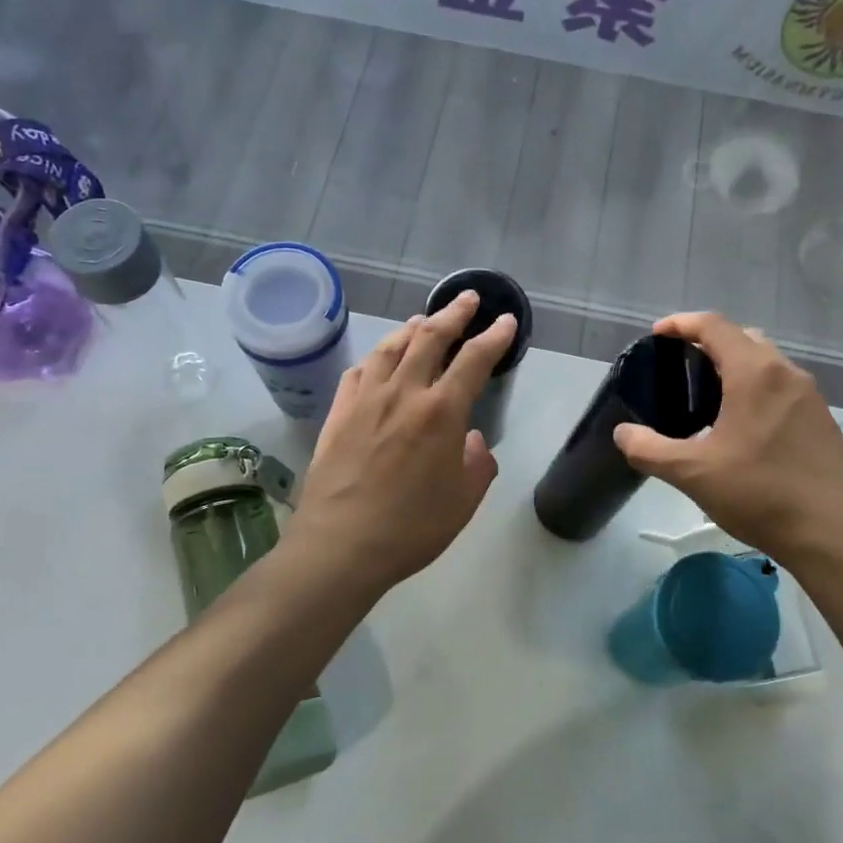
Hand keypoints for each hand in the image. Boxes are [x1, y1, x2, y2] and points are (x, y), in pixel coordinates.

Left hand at [287, 291, 516, 598]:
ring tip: (424, 321)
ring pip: (390, 347)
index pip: (474, 360)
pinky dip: (375, 357)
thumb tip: (470, 440)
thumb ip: (477, 463)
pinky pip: (359, 371)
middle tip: (468, 299)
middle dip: (453, 314)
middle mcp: (403, 393)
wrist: (341, 544)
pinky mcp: (338, 413)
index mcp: (441, 412)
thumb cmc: (412, 528)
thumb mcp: (464, 501)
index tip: (504, 321)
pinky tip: (379, 359)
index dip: (493, 337)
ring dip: (412, 328)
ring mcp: (365, 399)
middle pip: (430, 338)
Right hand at [612, 312, 842, 572]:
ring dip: (735, 367)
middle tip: (680, 367)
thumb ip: (650, 450)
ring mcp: (810, 397)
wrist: (837, 534)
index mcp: (754, 373)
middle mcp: (787, 373)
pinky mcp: (822, 421)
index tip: (657, 334)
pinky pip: (782, 388)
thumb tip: (623, 433)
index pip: (714, 326)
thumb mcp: (693, 473)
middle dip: (709, 343)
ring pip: (766, 363)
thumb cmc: (761, 493)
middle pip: (744, 337)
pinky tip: (740, 428)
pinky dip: (755, 389)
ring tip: (706, 398)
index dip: (681, 324)